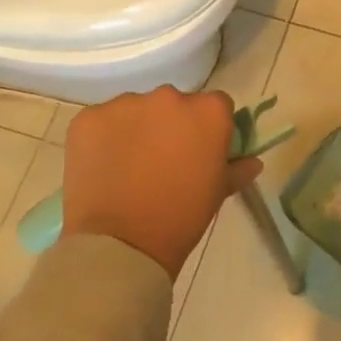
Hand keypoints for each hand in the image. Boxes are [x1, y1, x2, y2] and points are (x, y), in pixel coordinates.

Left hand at [60, 88, 264, 279]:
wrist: (122, 243)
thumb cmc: (182, 217)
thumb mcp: (218, 192)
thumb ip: (237, 168)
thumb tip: (251, 161)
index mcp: (209, 111)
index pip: (216, 105)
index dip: (209, 127)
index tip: (200, 150)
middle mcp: (169, 97)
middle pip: (174, 103)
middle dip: (171, 125)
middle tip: (163, 160)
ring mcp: (125, 104)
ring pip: (136, 110)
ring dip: (136, 129)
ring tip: (128, 166)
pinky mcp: (89, 117)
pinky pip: (102, 121)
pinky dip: (104, 138)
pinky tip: (104, 167)